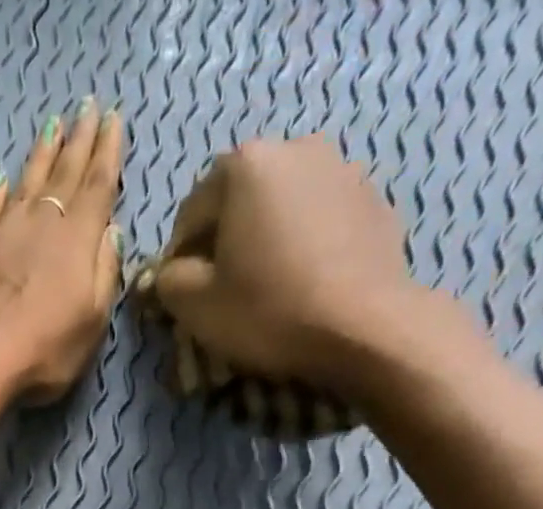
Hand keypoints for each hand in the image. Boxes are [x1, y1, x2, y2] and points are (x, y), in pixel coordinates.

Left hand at [0, 98, 125, 402]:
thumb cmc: (46, 351)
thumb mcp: (93, 321)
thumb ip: (105, 273)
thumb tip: (112, 232)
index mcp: (78, 240)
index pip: (98, 186)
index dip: (108, 152)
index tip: (114, 119)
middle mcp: (42, 224)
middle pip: (65, 174)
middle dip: (79, 140)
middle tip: (88, 107)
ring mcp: (4, 234)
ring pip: (28, 183)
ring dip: (42, 155)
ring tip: (53, 127)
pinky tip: (3, 181)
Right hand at [154, 137, 441, 394]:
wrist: (363, 326)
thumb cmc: (268, 311)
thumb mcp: (195, 306)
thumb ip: (169, 280)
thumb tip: (171, 272)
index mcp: (245, 165)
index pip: (190, 214)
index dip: (178, 260)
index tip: (182, 297)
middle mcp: (295, 148)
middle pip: (238, 203)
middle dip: (224, 243)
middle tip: (222, 293)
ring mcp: (342, 169)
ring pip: (281, 210)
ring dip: (265, 242)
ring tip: (266, 289)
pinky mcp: (373, 201)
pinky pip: (319, 222)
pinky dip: (303, 247)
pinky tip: (302, 286)